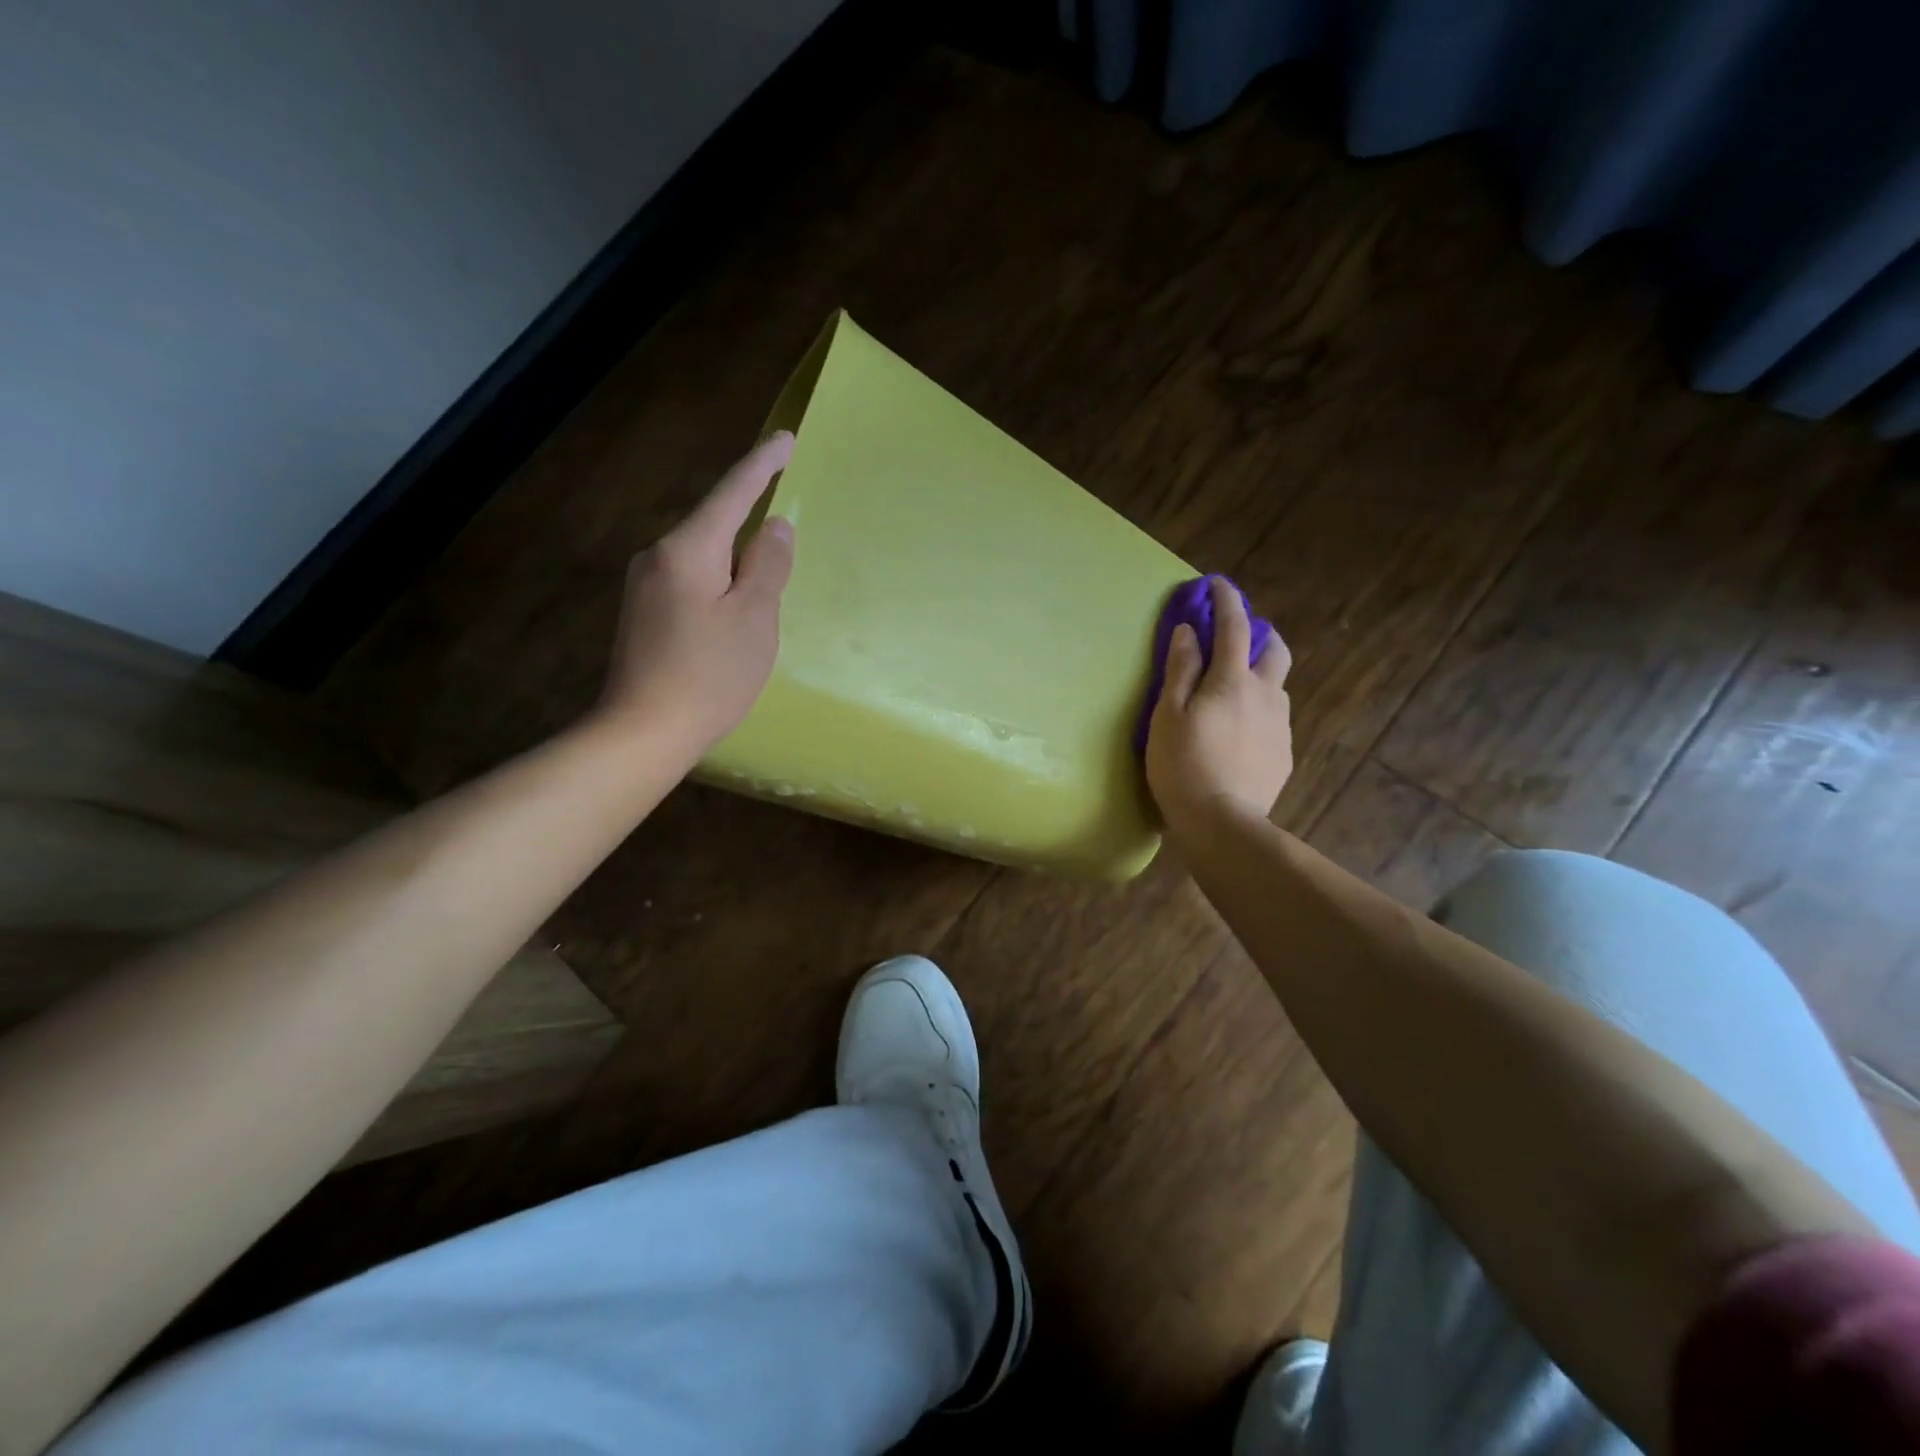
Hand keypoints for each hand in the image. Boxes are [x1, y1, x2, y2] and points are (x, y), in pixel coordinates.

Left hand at [597, 433, 796, 755]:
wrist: (643, 731)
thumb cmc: (709, 674)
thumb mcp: (754, 618)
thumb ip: (768, 566)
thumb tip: (775, 526)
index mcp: (689, 549)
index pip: (732, 493)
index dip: (762, 465)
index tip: (786, 438)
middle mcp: (658, 556)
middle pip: (713, 523)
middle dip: (748, 516)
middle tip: (781, 518)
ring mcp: (645, 585)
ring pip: (702, 555)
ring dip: (734, 557)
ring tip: (763, 578)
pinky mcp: (643, 613)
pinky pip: (690, 579)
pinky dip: (717, 581)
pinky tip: (732, 607)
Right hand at [1145, 576, 1292, 833]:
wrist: (1221, 823)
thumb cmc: (1182, 765)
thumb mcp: (1167, 715)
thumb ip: (1180, 671)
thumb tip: (1190, 632)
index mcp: (1232, 681)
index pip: (1235, 627)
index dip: (1227, 600)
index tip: (1218, 584)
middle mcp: (1265, 695)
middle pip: (1275, 650)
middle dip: (1261, 634)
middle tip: (1237, 640)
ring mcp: (1280, 725)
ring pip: (1276, 686)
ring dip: (1259, 676)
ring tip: (1233, 694)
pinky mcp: (1284, 753)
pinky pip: (1274, 719)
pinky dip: (1259, 711)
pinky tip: (1239, 734)